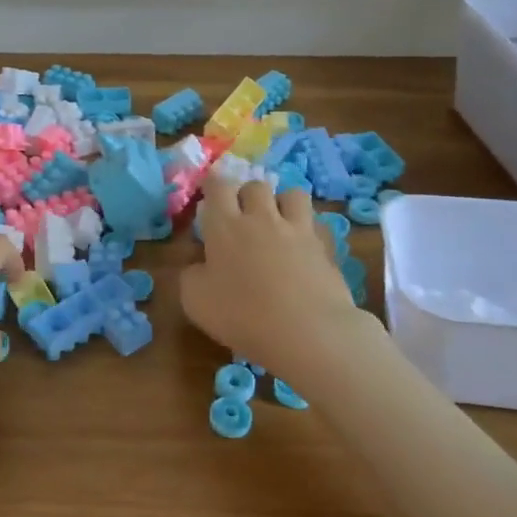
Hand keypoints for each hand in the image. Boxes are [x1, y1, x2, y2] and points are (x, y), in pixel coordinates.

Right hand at [180, 175, 361, 374]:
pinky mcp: (325, 247)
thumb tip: (199, 265)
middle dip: (247, 194)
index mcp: (225, 227)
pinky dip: (308, 229)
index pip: (218, 186)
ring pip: (292, 194)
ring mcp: (298, 230)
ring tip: (278, 222)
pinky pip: (316, 224)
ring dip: (282, 203)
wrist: (308, 332)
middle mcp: (261, 218)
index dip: (213, 184)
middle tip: (242, 216)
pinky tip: (304, 246)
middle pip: (255, 186)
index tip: (211, 193)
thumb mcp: (195, 301)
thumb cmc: (242, 316)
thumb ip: (191, 275)